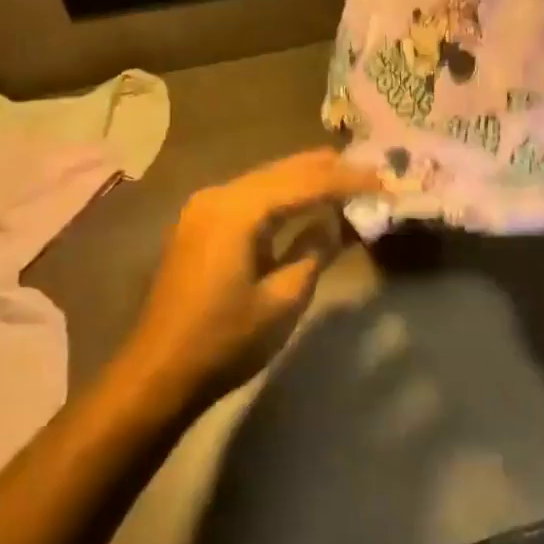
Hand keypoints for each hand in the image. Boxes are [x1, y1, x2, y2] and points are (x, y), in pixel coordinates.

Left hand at [120, 149, 380, 408]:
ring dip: (307, 178)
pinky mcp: (201, 224)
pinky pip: (252, 196)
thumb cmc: (225, 340)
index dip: (348, 181)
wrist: (158, 374)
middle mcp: (219, 195)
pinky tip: (307, 198)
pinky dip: (284, 194)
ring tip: (349, 176)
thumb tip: (335, 223)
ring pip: (267, 179)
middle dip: (329, 169)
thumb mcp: (283, 299)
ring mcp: (205, 208)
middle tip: (373, 169)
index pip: (305, 182)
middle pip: (284, 170)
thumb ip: (314, 251)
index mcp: (238, 209)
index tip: (385, 181)